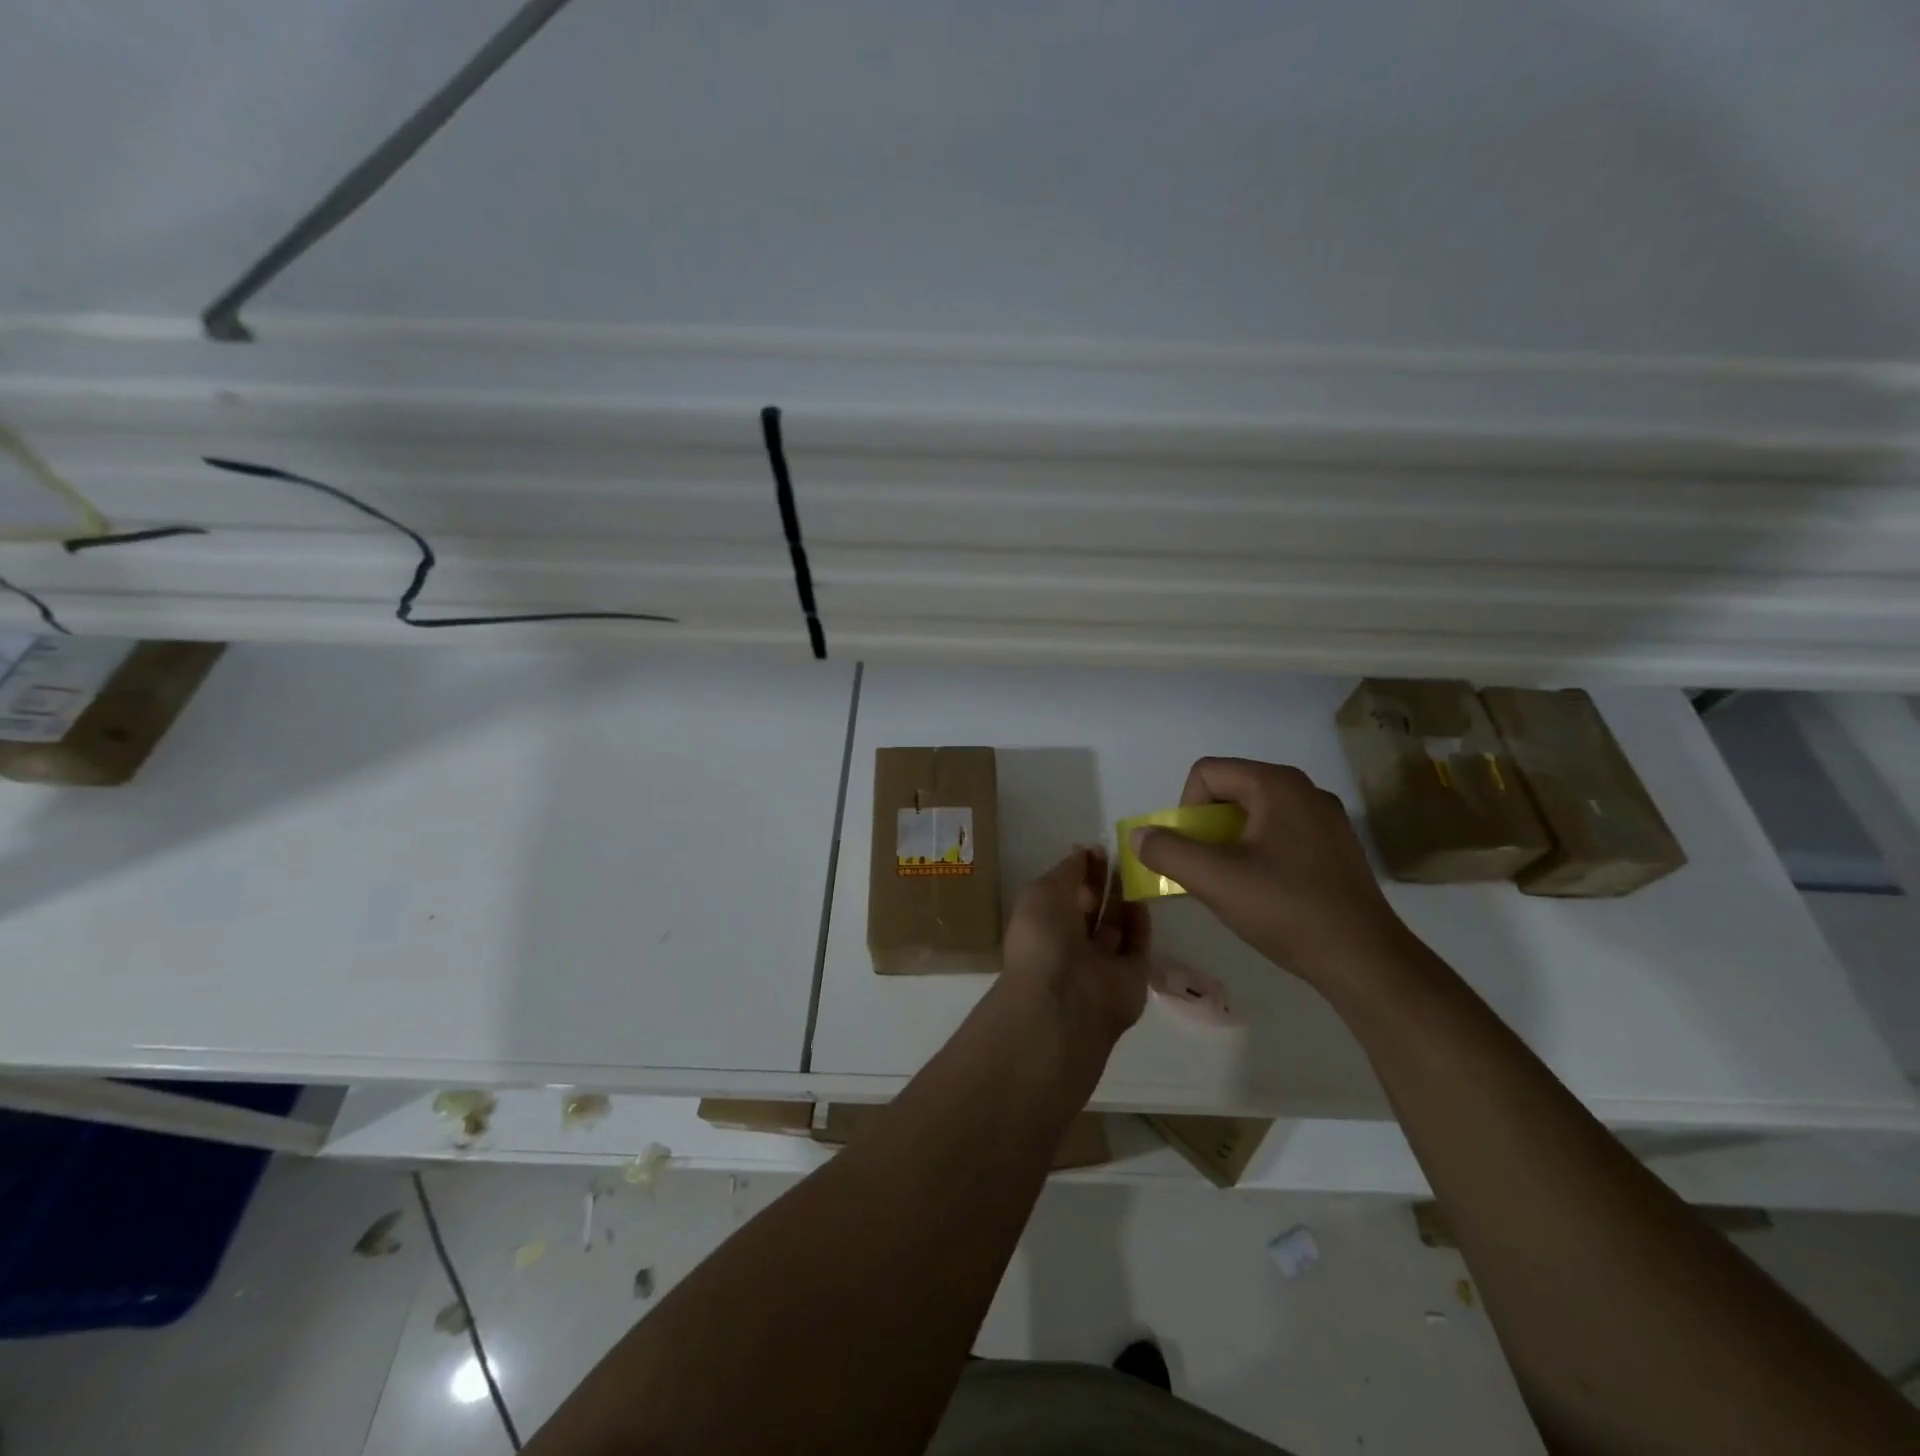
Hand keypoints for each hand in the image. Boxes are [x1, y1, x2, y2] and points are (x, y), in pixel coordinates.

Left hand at [1001, 847, 1151, 1052]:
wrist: (1065, 1002)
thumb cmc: (1043, 939)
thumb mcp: (1043, 892)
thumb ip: (1067, 871)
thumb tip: (1081, 851)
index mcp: (1043, 923)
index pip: (1064, 891)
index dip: (1079, 869)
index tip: (1097, 848)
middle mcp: (1071, 943)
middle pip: (1091, 907)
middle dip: (1104, 882)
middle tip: (1123, 855)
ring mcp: (1102, 961)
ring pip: (1116, 924)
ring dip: (1124, 898)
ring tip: (1139, 869)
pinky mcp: (1131, 976)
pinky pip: (1138, 944)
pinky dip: (1141, 923)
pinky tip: (1145, 898)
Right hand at [1130, 758, 1412, 985]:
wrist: (1365, 959)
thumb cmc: (1287, 910)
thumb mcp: (1215, 880)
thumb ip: (1168, 852)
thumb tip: (1139, 835)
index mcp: (1276, 785)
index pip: (1206, 773)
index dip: (1186, 810)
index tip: (1195, 852)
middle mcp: (1304, 789)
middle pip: (1230, 790)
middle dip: (1207, 828)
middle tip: (1209, 870)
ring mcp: (1325, 817)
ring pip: (1255, 813)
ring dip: (1231, 842)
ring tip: (1236, 884)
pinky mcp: (1336, 845)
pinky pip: (1281, 832)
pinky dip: (1260, 852)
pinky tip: (1267, 891)